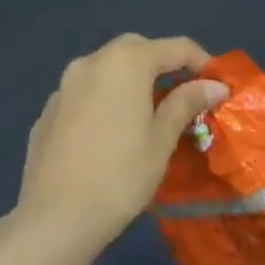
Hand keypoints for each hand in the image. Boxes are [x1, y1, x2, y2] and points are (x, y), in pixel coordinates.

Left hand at [14, 34, 229, 261]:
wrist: (56, 217)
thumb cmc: (121, 175)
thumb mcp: (162, 139)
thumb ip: (186, 103)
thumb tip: (214, 85)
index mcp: (125, 63)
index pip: (175, 47)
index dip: (202, 61)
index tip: (217, 85)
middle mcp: (91, 62)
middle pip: (136, 49)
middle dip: (163, 64)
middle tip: (183, 94)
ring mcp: (63, 86)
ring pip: (106, 69)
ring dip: (130, 80)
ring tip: (148, 113)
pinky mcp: (48, 111)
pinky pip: (84, 94)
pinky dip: (104, 100)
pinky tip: (111, 132)